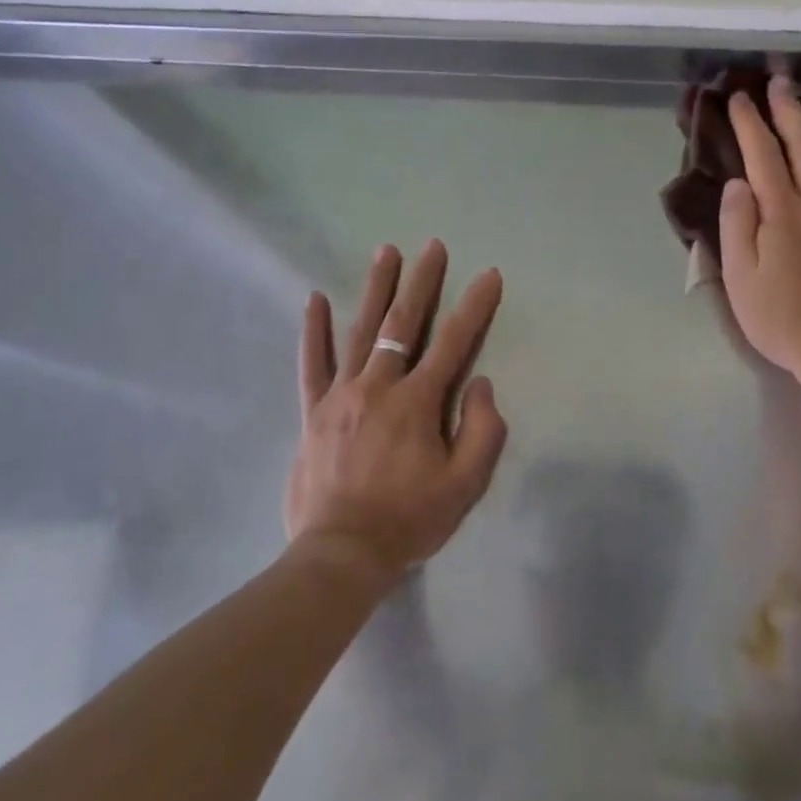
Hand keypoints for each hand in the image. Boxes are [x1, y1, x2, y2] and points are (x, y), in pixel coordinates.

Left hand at [287, 240, 507, 590]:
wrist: (342, 554)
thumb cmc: (409, 520)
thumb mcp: (464, 485)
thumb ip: (481, 431)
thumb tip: (478, 384)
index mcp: (417, 403)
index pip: (453, 343)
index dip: (474, 307)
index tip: (488, 275)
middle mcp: (378, 387)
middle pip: (402, 324)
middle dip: (421, 282)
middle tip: (432, 246)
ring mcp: (340, 395)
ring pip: (360, 332)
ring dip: (375, 289)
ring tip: (386, 252)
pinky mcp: (313, 411)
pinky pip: (312, 364)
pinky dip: (314, 331)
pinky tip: (315, 299)